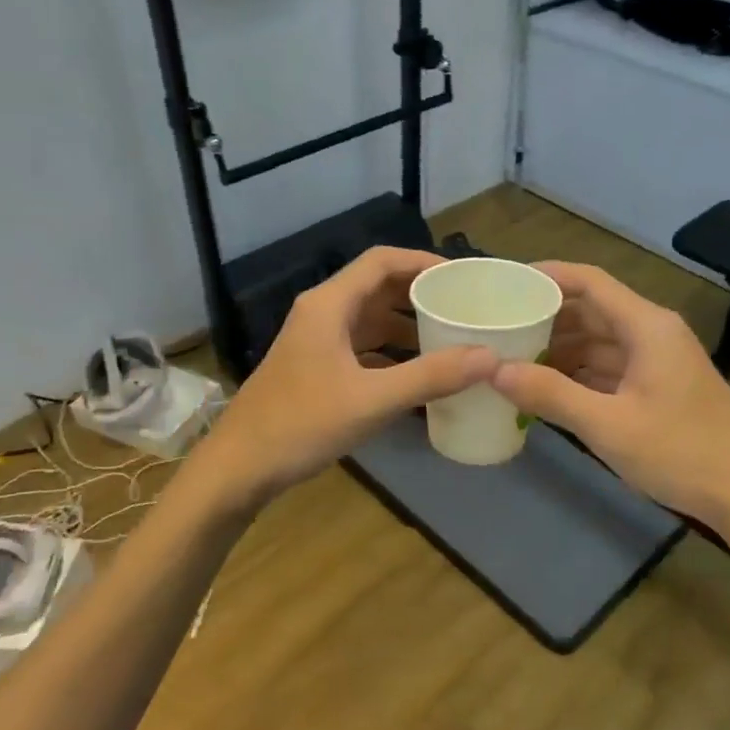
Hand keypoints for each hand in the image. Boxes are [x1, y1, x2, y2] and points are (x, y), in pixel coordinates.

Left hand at [193, 248, 497, 503]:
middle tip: (464, 308)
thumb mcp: (372, 400)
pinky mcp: (316, 368)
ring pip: (370, 320)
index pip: (381, 261)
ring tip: (450, 339)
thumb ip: (431, 376)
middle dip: (421, 294)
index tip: (462, 277)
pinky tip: (418, 374)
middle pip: (377, 288)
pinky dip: (391, 353)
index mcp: (328, 305)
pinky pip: (362, 347)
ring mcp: (316, 342)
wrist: (239, 468)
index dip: (423, 261)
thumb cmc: (301, 424)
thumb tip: (490, 357)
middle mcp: (321, 313)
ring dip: (407, 325)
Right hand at [488, 262, 729, 527]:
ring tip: (513, 358)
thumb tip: (495, 369)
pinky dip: (579, 373)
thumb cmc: (681, 453)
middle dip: (546, 317)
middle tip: (499, 327)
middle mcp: (653, 333)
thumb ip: (550, 394)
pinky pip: (610, 367)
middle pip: (592, 310)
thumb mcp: (608, 425)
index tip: (506, 284)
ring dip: (560, 348)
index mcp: (647, 326)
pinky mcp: (660, 387)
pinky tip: (547, 388)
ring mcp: (658, 361)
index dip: (547, 276)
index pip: (590, 282)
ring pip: (599, 341)